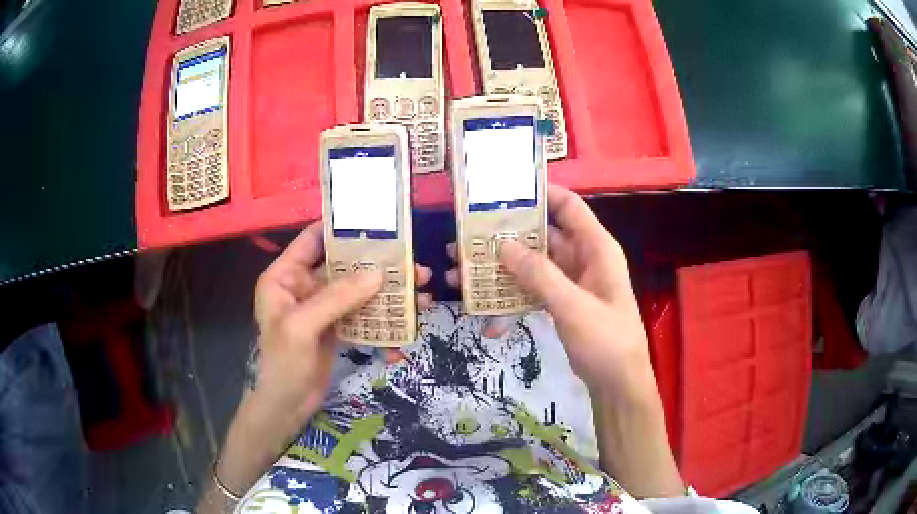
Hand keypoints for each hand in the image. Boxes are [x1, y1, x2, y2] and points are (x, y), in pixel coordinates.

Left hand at [215, 222, 432, 496]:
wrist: (287, 405)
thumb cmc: (283, 363)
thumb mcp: (303, 326)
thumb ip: (337, 298)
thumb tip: (378, 274)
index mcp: (285, 275)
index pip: (312, 239)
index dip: (341, 227)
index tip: (376, 222)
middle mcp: (303, 285)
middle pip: (342, 264)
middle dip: (376, 263)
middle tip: (412, 263)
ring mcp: (322, 307)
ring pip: (357, 289)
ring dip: (386, 290)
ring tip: (419, 291)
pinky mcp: (336, 326)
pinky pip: (361, 313)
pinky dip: (382, 315)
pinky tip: (405, 321)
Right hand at [446, 184, 649, 394]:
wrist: (618, 385)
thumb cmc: (606, 342)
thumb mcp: (573, 307)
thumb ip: (539, 275)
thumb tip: (502, 245)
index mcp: (597, 248)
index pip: (569, 206)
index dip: (540, 193)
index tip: (502, 192)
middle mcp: (584, 258)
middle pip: (544, 234)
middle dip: (508, 235)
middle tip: (470, 235)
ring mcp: (572, 281)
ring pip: (534, 263)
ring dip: (503, 266)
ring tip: (464, 269)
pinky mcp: (562, 302)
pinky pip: (534, 288)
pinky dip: (512, 293)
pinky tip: (484, 304)